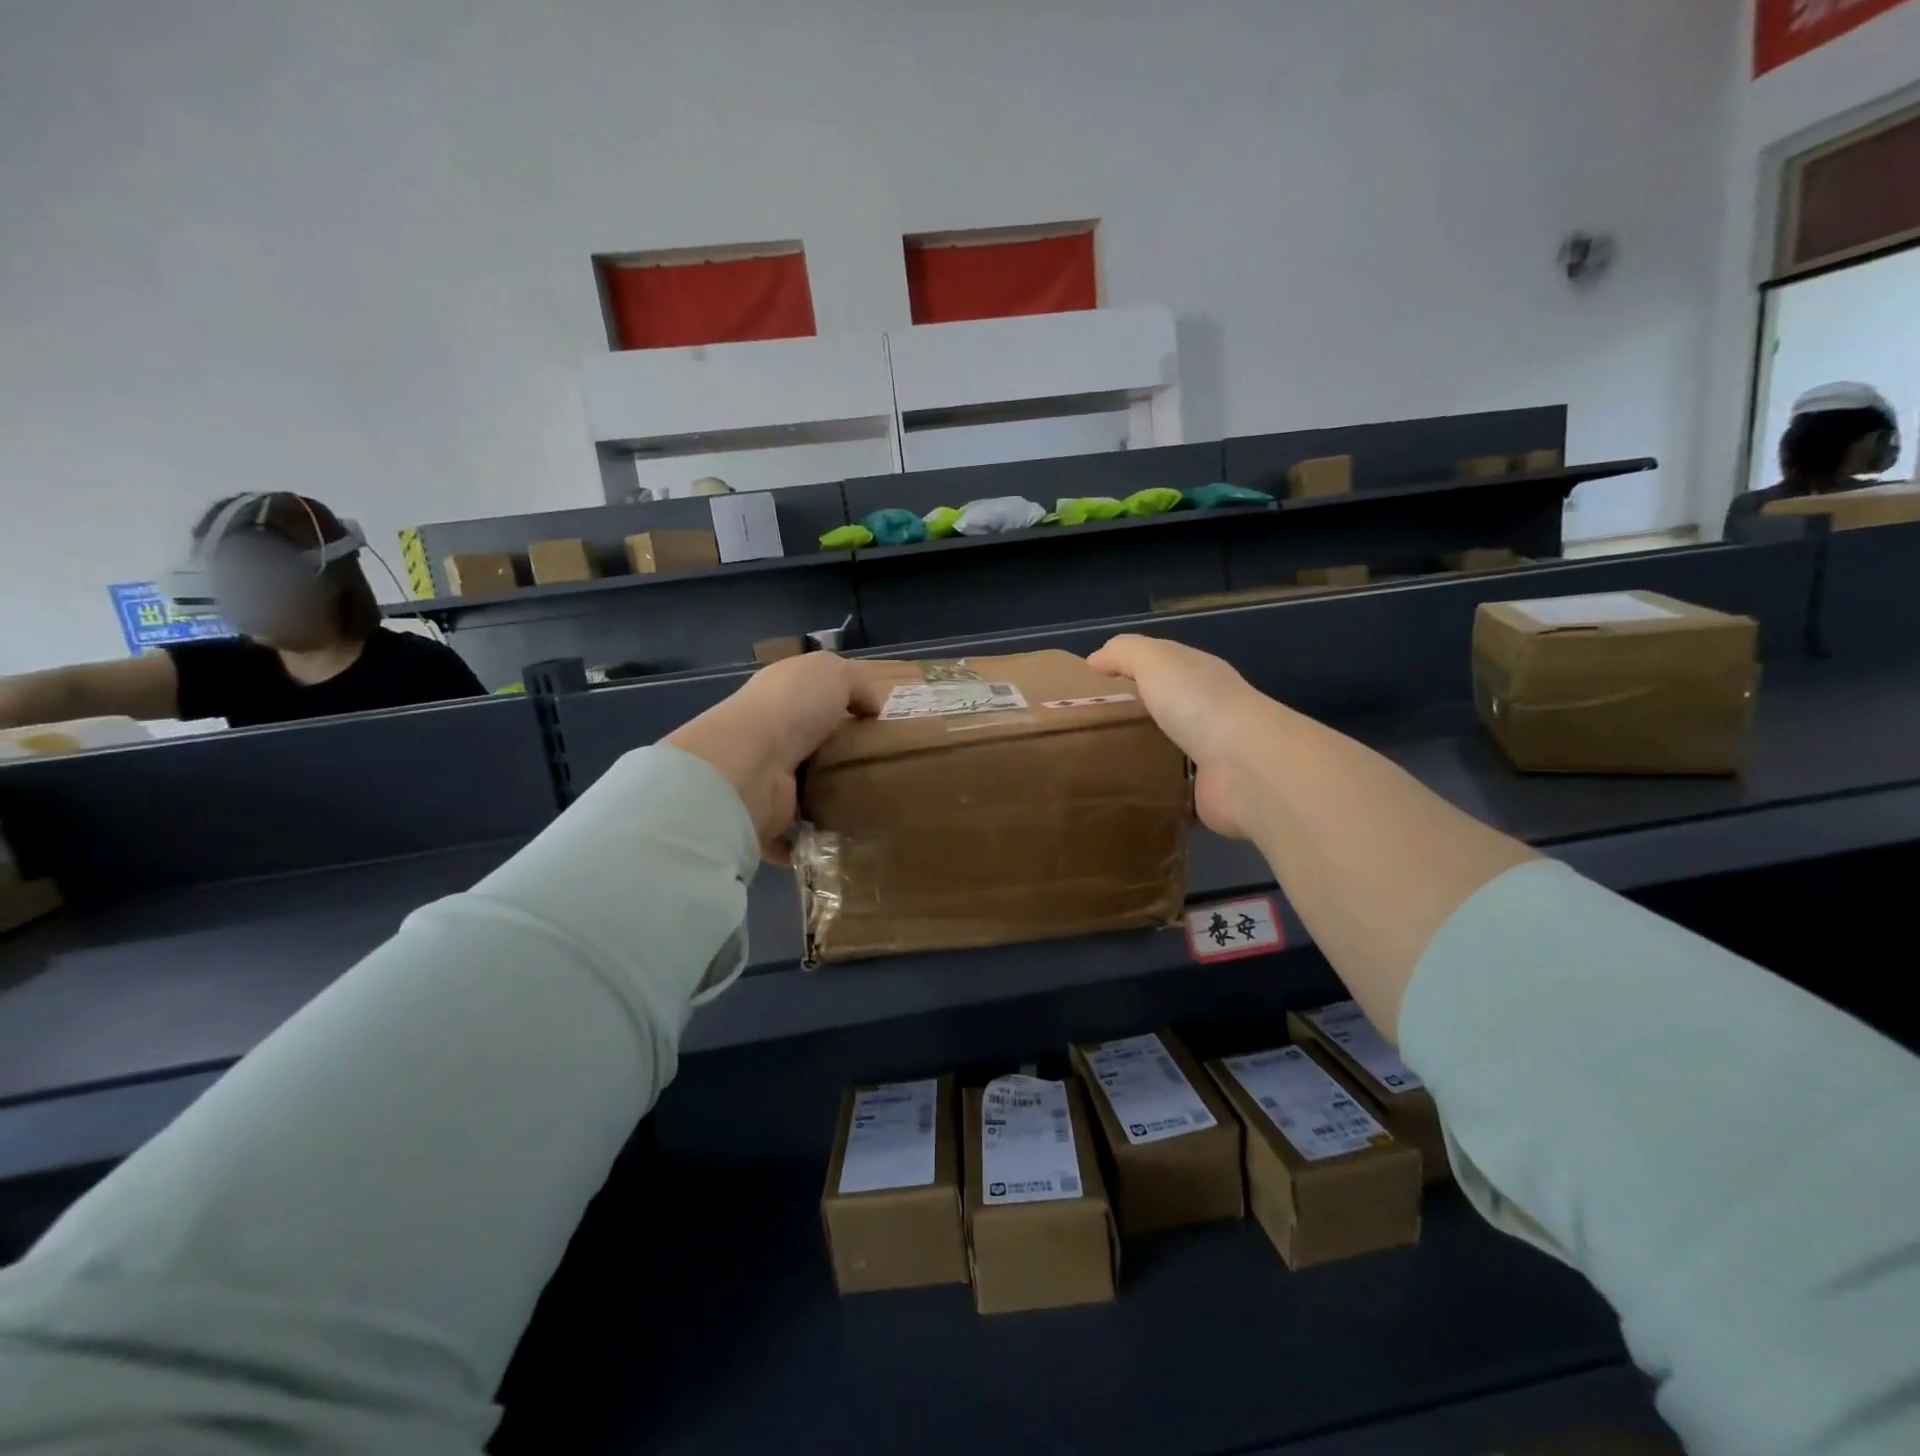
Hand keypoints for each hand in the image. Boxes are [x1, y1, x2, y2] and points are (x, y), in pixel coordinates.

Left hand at [664, 653, 885, 862]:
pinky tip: (841, 842)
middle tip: (878, 771)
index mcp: (777, 698)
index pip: (806, 701)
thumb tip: (871, 707)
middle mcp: (764, 738)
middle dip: (834, 759)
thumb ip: (856, 684)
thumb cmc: (792, 709)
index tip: (871, 727)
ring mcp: (762, 782)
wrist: (751, 764)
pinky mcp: (763, 821)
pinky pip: (790, 837)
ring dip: (824, 802)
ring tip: (868, 808)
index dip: (835, 708)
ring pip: (799, 792)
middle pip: (806, 748)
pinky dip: (808, 842)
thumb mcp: (833, 673)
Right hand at [1088, 634, 1275, 839]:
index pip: (1165, 665)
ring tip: (1103, 761)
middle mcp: (1210, 710)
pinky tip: (1128, 792)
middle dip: (1139, 712)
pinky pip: (1175, 787)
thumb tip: (1095, 660)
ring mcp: (1212, 754)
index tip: (1096, 683)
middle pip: (1169, 706)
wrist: (1244, 766)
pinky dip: (1157, 788)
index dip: (1133, 668)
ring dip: (1147, 753)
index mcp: (1201, 675)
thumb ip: (1123, 653)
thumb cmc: (1197, 703)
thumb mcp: (1154, 660)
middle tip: (1094, 725)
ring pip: (1172, 747)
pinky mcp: (1207, 791)